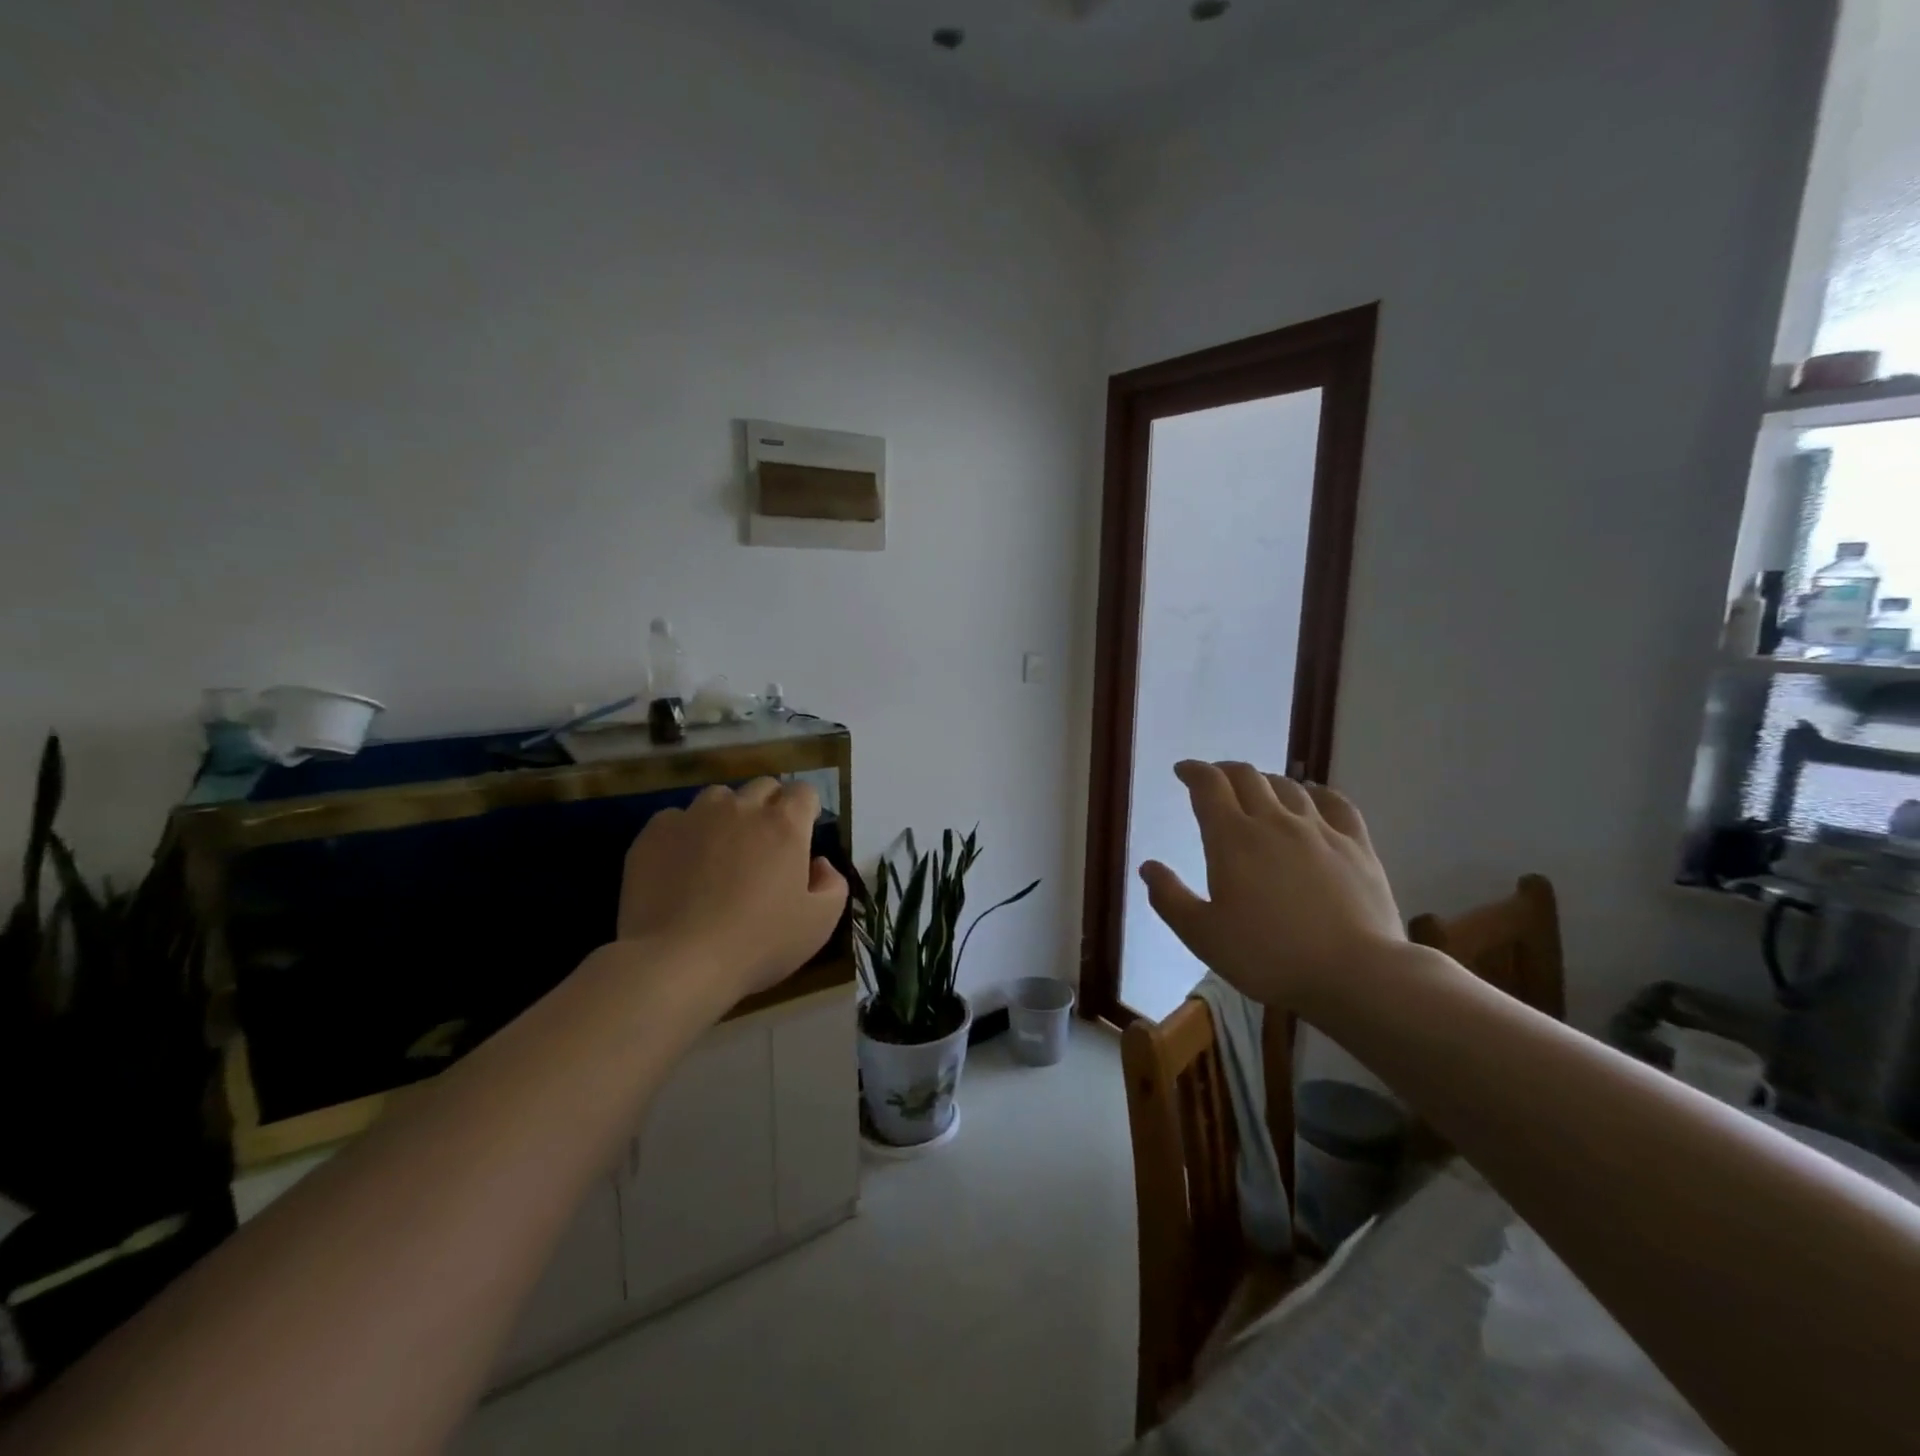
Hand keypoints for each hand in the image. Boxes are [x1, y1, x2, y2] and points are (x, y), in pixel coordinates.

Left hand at [617, 778, 847, 1004]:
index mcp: (784, 825)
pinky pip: (677, 819)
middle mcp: (741, 808)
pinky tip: (681, 867)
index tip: (802, 835)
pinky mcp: (655, 832)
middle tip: (765, 846)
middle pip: (763, 787)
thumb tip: (819, 864)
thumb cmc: (757, 943)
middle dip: (770, 807)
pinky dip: (686, 834)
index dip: (806, 810)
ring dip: (727, 815)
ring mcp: (694, 816)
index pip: (804, 791)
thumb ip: (833, 885)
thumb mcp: (819, 924)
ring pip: (719, 797)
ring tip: (720, 852)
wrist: (677, 961)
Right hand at [1139, 760, 1403, 1007]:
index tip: (1182, 770)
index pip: (1209, 786)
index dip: (1193, 772)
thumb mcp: (1203, 935)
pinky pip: (1335, 803)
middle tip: (1214, 779)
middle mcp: (1273, 822)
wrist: (1355, 974)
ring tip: (1256, 789)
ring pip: (1288, 786)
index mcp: (1232, 839)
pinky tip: (1312, 796)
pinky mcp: (1356, 845)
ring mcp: (1319, 830)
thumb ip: (1169, 898)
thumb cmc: (1268, 957)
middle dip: (1225, 771)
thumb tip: (1148, 867)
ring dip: (1265, 781)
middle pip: (1247, 777)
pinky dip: (1316, 792)